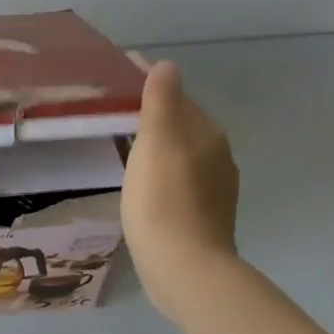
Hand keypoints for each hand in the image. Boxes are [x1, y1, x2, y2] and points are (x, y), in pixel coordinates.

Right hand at [122, 60, 240, 314]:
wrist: (185, 268)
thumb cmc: (164, 199)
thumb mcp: (156, 142)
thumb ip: (161, 100)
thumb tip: (167, 65)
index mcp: (207, 134)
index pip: (178, 96)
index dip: (150, 82)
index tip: (119, 76)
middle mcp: (218, 156)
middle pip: (182, 123)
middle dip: (154, 113)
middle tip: (115, 110)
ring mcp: (214, 189)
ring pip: (181, 152)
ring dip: (157, 143)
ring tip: (123, 142)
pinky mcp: (203, 215)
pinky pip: (179, 178)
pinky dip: (161, 169)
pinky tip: (143, 181)